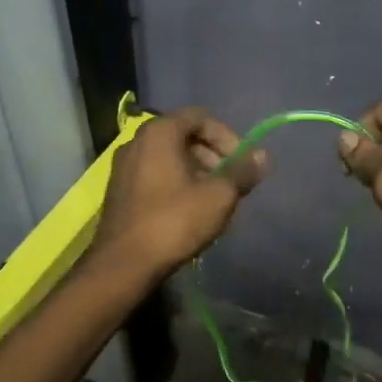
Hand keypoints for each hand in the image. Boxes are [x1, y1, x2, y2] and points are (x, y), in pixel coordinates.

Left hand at [90, 108, 264, 280]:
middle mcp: (137, 141)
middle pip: (184, 136)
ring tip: (213, 200)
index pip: (201, 117)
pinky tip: (189, 211)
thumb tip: (262, 155)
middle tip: (230, 183)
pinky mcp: (119, 190)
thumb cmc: (173, 222)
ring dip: (196, 171)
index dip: (227, 137)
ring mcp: (124, 166)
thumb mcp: (218, 197)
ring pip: (169, 157)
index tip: (241, 163)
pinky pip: (154, 174)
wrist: (122, 264)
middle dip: (212, 155)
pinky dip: (176, 183)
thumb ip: (242, 172)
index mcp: (159, 132)